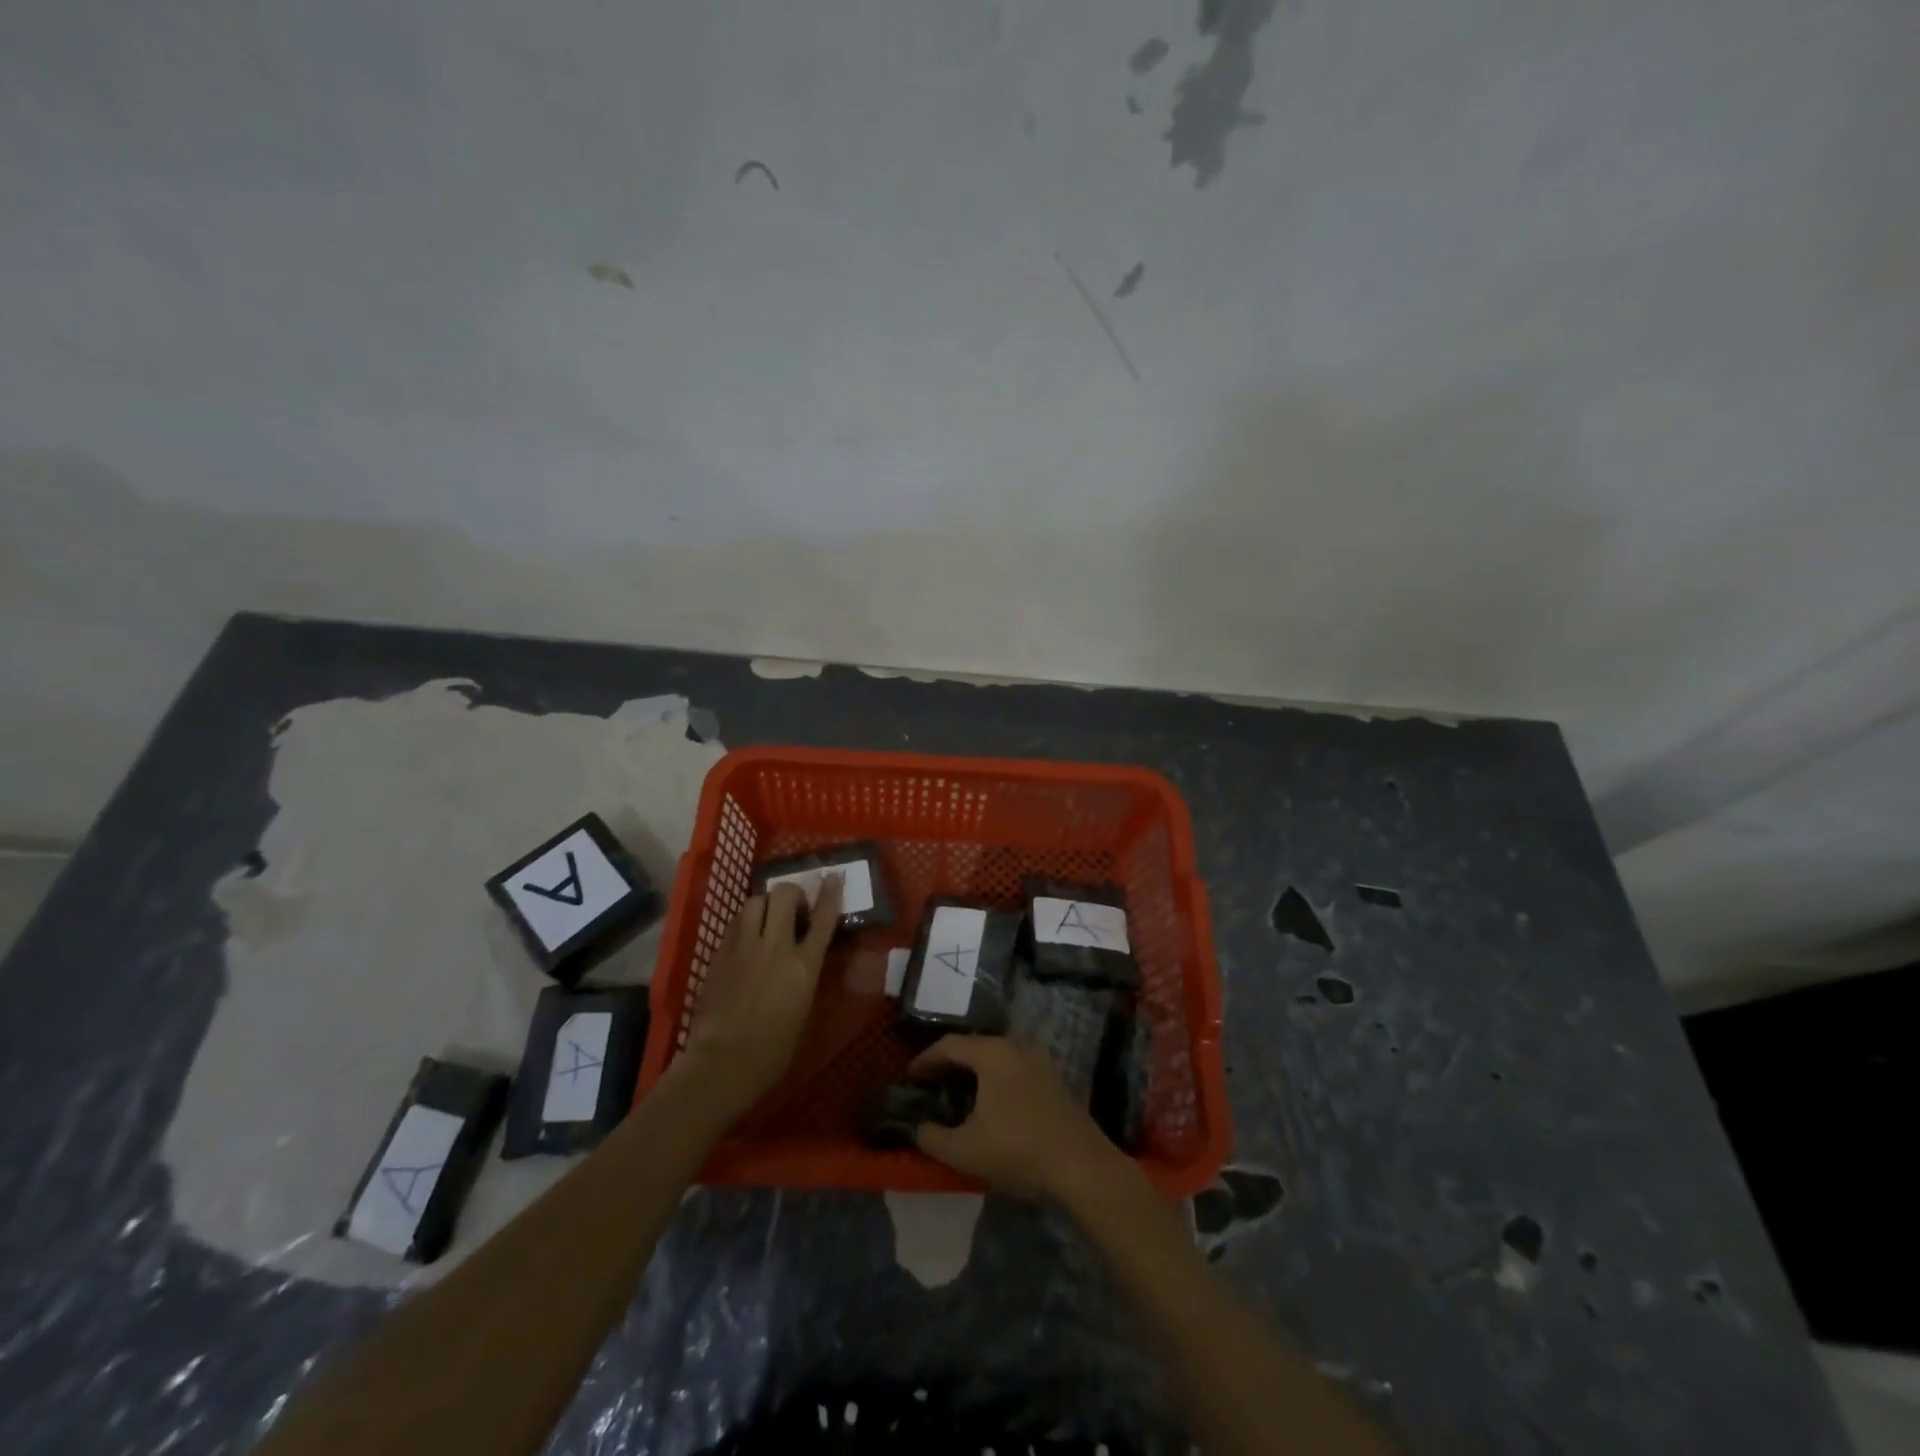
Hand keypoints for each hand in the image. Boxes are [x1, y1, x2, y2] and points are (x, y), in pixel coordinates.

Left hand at [675, 877, 842, 1124]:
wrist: (723, 1062)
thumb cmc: (773, 1049)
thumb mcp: (803, 1007)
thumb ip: (804, 973)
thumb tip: (802, 957)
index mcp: (804, 966)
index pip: (824, 918)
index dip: (830, 893)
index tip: (833, 876)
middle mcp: (776, 947)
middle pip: (785, 895)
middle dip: (792, 894)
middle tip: (793, 910)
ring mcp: (745, 946)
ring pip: (756, 900)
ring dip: (765, 905)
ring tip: (766, 920)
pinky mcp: (720, 952)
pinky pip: (736, 922)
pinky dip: (745, 922)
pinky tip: (745, 938)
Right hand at [909, 1035, 1120, 1200]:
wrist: (1081, 1166)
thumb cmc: (1018, 1150)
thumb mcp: (965, 1151)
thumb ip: (932, 1137)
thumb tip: (919, 1128)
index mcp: (993, 1053)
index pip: (950, 1045)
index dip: (926, 1059)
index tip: (910, 1076)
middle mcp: (1016, 1046)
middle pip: (974, 1046)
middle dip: (950, 1063)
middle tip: (930, 1082)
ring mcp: (1039, 1060)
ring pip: (996, 1057)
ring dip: (974, 1071)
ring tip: (956, 1092)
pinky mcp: (1053, 1078)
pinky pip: (1014, 1068)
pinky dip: (995, 1079)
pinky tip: (990, 1103)